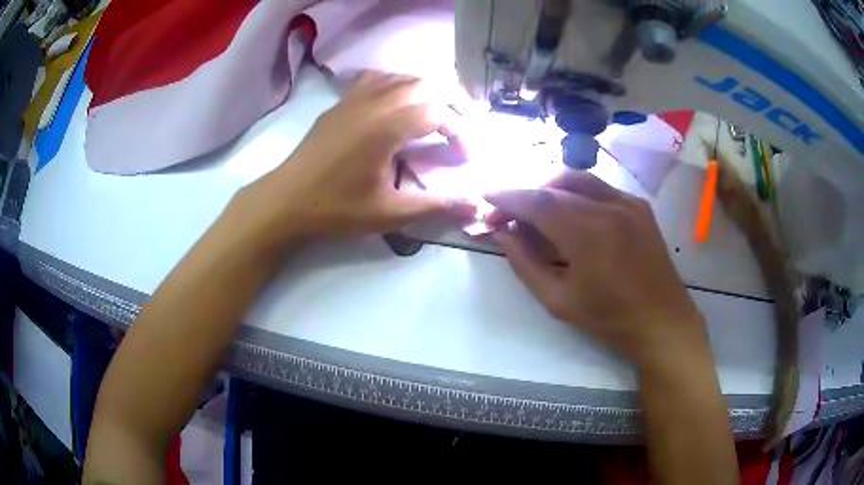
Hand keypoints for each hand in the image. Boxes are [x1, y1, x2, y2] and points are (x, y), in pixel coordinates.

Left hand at [250, 72, 475, 240]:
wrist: (285, 201)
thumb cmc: (336, 209)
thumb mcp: (389, 213)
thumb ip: (436, 205)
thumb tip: (477, 206)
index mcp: (386, 126)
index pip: (438, 113)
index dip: (460, 131)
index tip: (467, 156)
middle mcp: (373, 102)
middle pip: (425, 84)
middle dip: (454, 100)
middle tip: (467, 122)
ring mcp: (354, 99)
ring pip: (402, 77)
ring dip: (429, 88)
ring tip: (442, 108)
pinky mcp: (341, 103)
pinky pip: (377, 79)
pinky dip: (399, 84)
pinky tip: (401, 100)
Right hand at [485, 172, 707, 366]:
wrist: (662, 322)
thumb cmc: (609, 319)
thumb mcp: (558, 300)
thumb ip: (525, 263)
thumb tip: (502, 234)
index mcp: (587, 232)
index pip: (536, 201)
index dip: (507, 196)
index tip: (486, 197)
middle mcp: (608, 206)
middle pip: (555, 186)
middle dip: (527, 195)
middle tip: (510, 215)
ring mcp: (627, 202)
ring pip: (579, 180)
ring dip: (551, 190)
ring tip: (538, 213)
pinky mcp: (640, 206)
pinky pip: (601, 189)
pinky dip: (578, 194)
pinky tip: (573, 215)